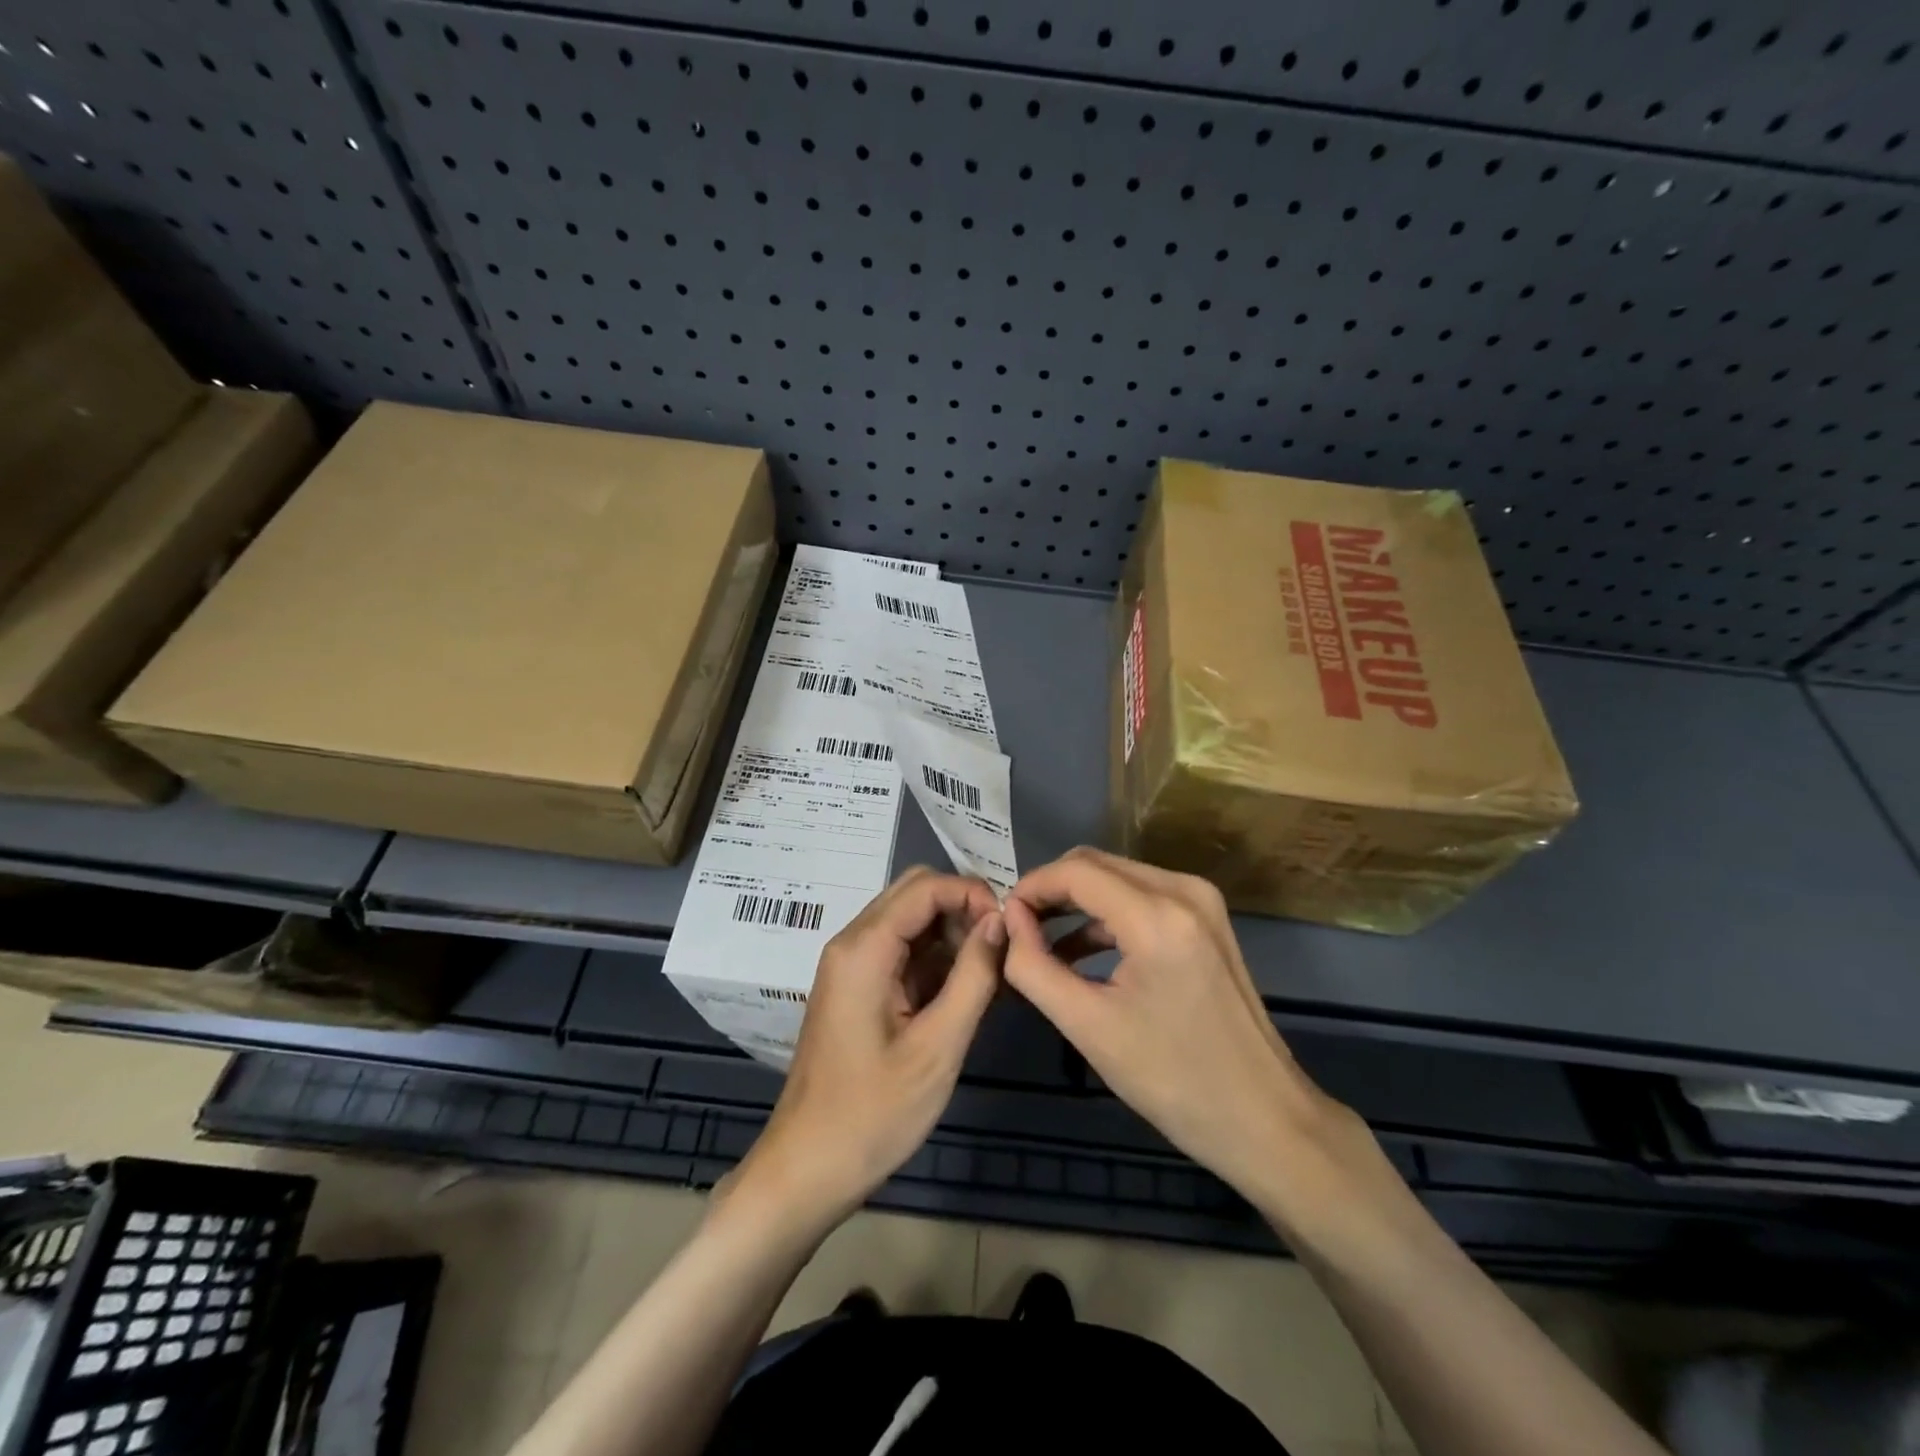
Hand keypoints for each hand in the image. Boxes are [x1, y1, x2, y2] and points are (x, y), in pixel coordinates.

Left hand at [734, 867, 1003, 1228]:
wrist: (808, 1168)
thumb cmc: (874, 1113)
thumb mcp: (938, 1046)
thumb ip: (974, 975)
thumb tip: (1000, 919)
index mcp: (864, 948)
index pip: (925, 887)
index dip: (972, 894)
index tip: (1010, 929)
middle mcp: (853, 943)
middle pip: (915, 894)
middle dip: (963, 909)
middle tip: (1000, 950)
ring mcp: (851, 966)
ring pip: (910, 921)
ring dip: (952, 935)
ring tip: (991, 975)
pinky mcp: (857, 988)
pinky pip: (901, 952)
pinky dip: (936, 960)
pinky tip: (966, 992)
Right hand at [1003, 848, 1353, 1213]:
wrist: (1263, 1118)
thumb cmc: (1172, 1079)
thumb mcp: (1087, 1026)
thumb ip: (1034, 966)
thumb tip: (1008, 920)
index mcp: (1157, 915)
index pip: (1075, 872)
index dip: (1031, 888)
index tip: (1002, 919)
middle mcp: (1183, 891)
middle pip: (1096, 865)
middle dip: (1051, 891)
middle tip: (1017, 930)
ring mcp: (1201, 901)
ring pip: (1118, 877)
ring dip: (1077, 902)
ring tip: (1041, 943)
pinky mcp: (1208, 918)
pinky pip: (1142, 896)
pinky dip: (1106, 915)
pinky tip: (1082, 952)